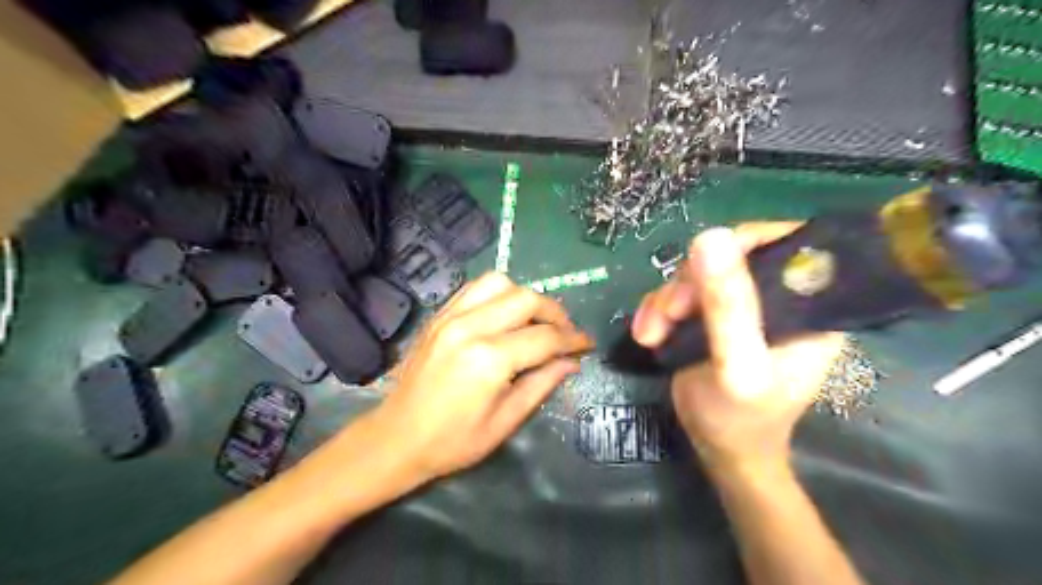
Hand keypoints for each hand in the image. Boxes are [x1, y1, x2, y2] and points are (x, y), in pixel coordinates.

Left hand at [374, 269, 588, 479]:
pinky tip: (504, 315)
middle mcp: (470, 327)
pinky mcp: (438, 316)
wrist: (395, 438)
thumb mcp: (505, 421)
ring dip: (525, 298)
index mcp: (489, 360)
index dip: (573, 340)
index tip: (587, 345)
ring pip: (500, 283)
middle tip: (564, 334)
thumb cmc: (452, 442)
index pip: (545, 337)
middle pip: (526, 299)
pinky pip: (475, 288)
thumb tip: (571, 363)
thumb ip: (541, 385)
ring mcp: (450, 317)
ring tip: (535, 321)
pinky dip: (498, 294)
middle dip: (555, 313)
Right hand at [631, 224, 840, 469]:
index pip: (785, 246)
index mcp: (809, 307)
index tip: (701, 267)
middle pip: (731, 257)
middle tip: (669, 314)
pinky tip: (647, 334)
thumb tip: (710, 236)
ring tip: (650, 334)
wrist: (719, 450)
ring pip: (698, 274)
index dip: (742, 244)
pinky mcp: (713, 316)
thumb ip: (728, 307)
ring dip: (666, 301)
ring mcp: (743, 306)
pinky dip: (658, 310)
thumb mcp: (737, 366)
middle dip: (690, 283)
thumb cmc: (740, 418)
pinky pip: (681, 294)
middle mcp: (780, 299)